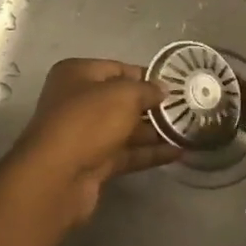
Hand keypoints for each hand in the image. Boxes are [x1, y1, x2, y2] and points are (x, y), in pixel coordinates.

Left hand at [1, 59, 180, 229]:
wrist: (57, 177)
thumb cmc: (88, 121)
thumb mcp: (123, 95)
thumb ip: (146, 89)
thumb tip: (163, 89)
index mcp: (77, 74)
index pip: (118, 69)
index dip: (146, 76)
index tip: (175, 85)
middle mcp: (78, 101)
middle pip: (121, 100)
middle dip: (152, 105)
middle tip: (186, 109)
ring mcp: (84, 134)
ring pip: (125, 128)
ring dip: (154, 131)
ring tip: (188, 131)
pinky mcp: (93, 163)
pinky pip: (126, 153)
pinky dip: (149, 153)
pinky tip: (177, 153)